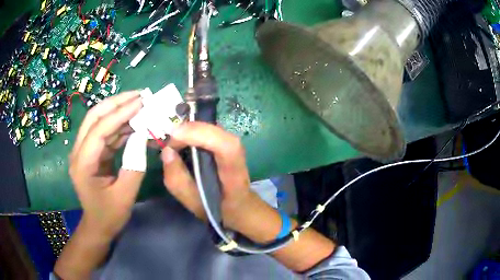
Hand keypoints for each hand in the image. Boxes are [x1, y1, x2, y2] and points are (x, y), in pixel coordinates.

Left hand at [69, 91, 143, 239]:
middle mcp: (79, 152)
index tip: (141, 102)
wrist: (98, 226)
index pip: (99, 130)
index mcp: (83, 164)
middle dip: (116, 102)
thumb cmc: (109, 215)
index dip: (119, 113)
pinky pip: (105, 132)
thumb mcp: (125, 195)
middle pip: (94, 116)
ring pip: (99, 121)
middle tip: (140, 95)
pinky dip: (120, 125)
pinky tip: (134, 123)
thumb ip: (134, 165)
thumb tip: (143, 136)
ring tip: (140, 104)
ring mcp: (84, 150)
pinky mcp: (91, 152)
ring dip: (119, 110)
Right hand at [161, 122, 251, 227]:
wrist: (240, 206)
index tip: (175, 135)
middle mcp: (238, 155)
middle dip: (190, 130)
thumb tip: (167, 151)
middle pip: (218, 133)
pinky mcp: (225, 142)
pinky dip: (193, 131)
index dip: (202, 135)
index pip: (227, 147)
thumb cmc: (218, 208)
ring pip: (213, 128)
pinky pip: (209, 131)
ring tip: (172, 139)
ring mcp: (234, 146)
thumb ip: (179, 181)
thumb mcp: (194, 203)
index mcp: (234, 175)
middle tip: (169, 140)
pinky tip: (181, 138)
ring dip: (190, 129)